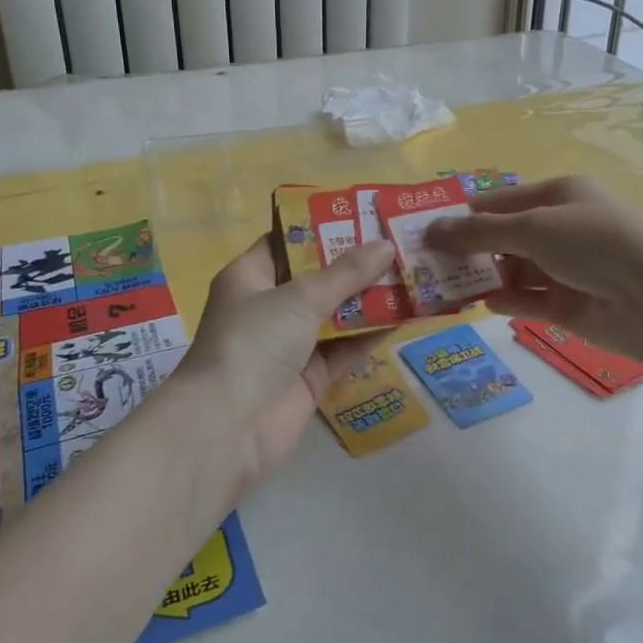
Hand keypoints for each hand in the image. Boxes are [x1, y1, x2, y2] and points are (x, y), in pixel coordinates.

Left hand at [179, 237, 394, 491]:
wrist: (229, 427)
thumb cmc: (253, 342)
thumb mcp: (299, 297)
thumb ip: (346, 273)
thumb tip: (386, 246)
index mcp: (250, 276)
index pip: (287, 241)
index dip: (323, 226)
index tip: (363, 214)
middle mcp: (269, 306)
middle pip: (318, 277)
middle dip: (356, 262)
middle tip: (399, 241)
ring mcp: (291, 343)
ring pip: (337, 313)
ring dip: (370, 297)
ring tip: (413, 272)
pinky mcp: (311, 376)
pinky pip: (347, 347)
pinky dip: (372, 333)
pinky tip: (408, 315)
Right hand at [424, 176, 642, 364]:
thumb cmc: (592, 243)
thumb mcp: (532, 228)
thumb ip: (479, 233)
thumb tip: (431, 229)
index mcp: (557, 196)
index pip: (498, 201)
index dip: (463, 216)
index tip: (424, 232)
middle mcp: (560, 228)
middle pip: (503, 237)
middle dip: (469, 250)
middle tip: (428, 266)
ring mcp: (565, 268)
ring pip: (513, 271)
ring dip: (485, 278)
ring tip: (447, 289)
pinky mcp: (568, 304)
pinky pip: (528, 300)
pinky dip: (508, 300)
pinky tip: (486, 304)